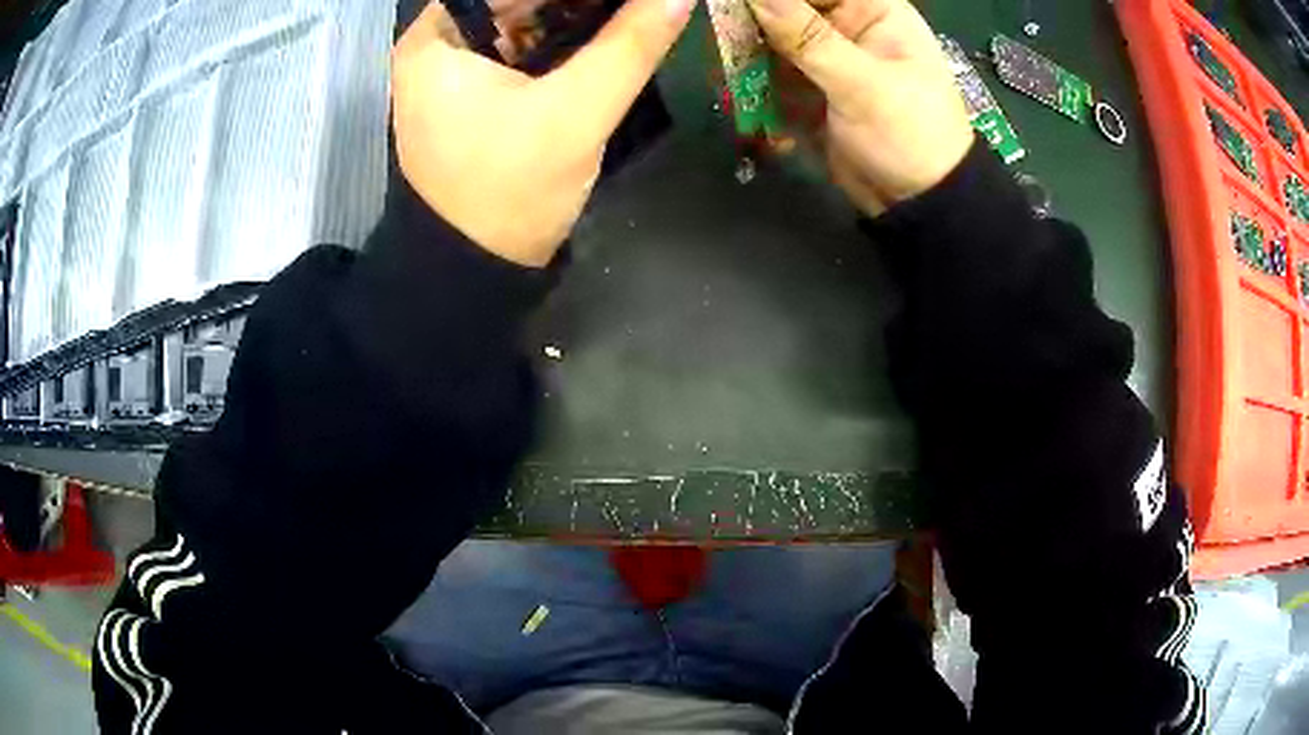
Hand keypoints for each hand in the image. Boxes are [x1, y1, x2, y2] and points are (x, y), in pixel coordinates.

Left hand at [391, 0, 695, 266]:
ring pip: (528, 18)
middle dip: (581, 1)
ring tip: (634, 14)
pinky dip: (570, 39)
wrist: (474, 271)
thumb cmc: (507, 190)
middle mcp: (439, 42)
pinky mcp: (479, 92)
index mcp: (438, 36)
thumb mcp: (575, 113)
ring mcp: (458, 68)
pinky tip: (615, 34)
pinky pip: (529, 48)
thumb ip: (631, 45)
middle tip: (640, 4)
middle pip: (518, 0)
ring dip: (583, 14)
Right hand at [747, 0, 972, 215]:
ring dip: (745, 57)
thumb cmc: (911, 137)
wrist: (920, 206)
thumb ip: (807, 37)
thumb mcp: (862, 84)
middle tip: (721, 35)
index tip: (736, 4)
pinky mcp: (811, 91)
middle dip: (751, 23)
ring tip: (727, 76)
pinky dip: (753, 86)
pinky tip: (739, 99)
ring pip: (771, 42)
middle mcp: (847, 28)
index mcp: (874, 12)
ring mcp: (827, 61)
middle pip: (786, 9)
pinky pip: (771, 76)